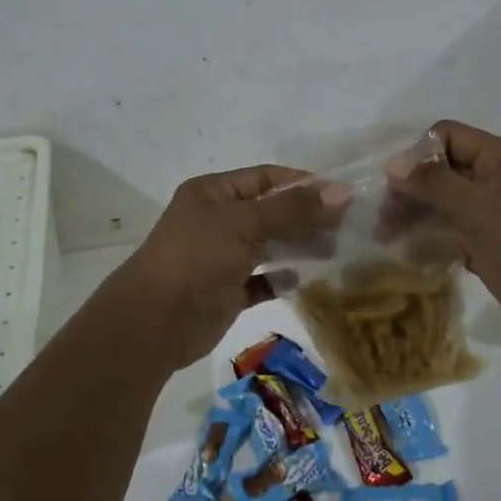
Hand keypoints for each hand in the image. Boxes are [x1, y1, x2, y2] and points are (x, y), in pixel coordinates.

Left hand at [114, 165, 346, 370]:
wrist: (154, 323)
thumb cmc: (197, 258)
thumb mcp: (244, 224)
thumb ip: (293, 208)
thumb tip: (342, 192)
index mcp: (213, 192)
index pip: (265, 178)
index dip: (302, 183)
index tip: (341, 195)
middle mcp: (218, 219)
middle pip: (270, 211)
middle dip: (306, 217)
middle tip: (347, 227)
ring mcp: (222, 256)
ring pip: (270, 245)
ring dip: (300, 247)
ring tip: (338, 251)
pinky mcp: (228, 290)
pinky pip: (264, 279)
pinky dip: (285, 279)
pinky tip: (311, 280)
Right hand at [386, 120, 500, 353]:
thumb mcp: (482, 211)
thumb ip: (435, 184)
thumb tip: (391, 164)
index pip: (446, 137)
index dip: (417, 156)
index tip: (393, 188)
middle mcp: (497, 181)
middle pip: (441, 170)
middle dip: (410, 190)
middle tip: (384, 221)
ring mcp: (496, 216)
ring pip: (445, 203)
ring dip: (416, 216)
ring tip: (388, 239)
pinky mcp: (494, 247)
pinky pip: (454, 233)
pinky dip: (433, 239)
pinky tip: (411, 255)